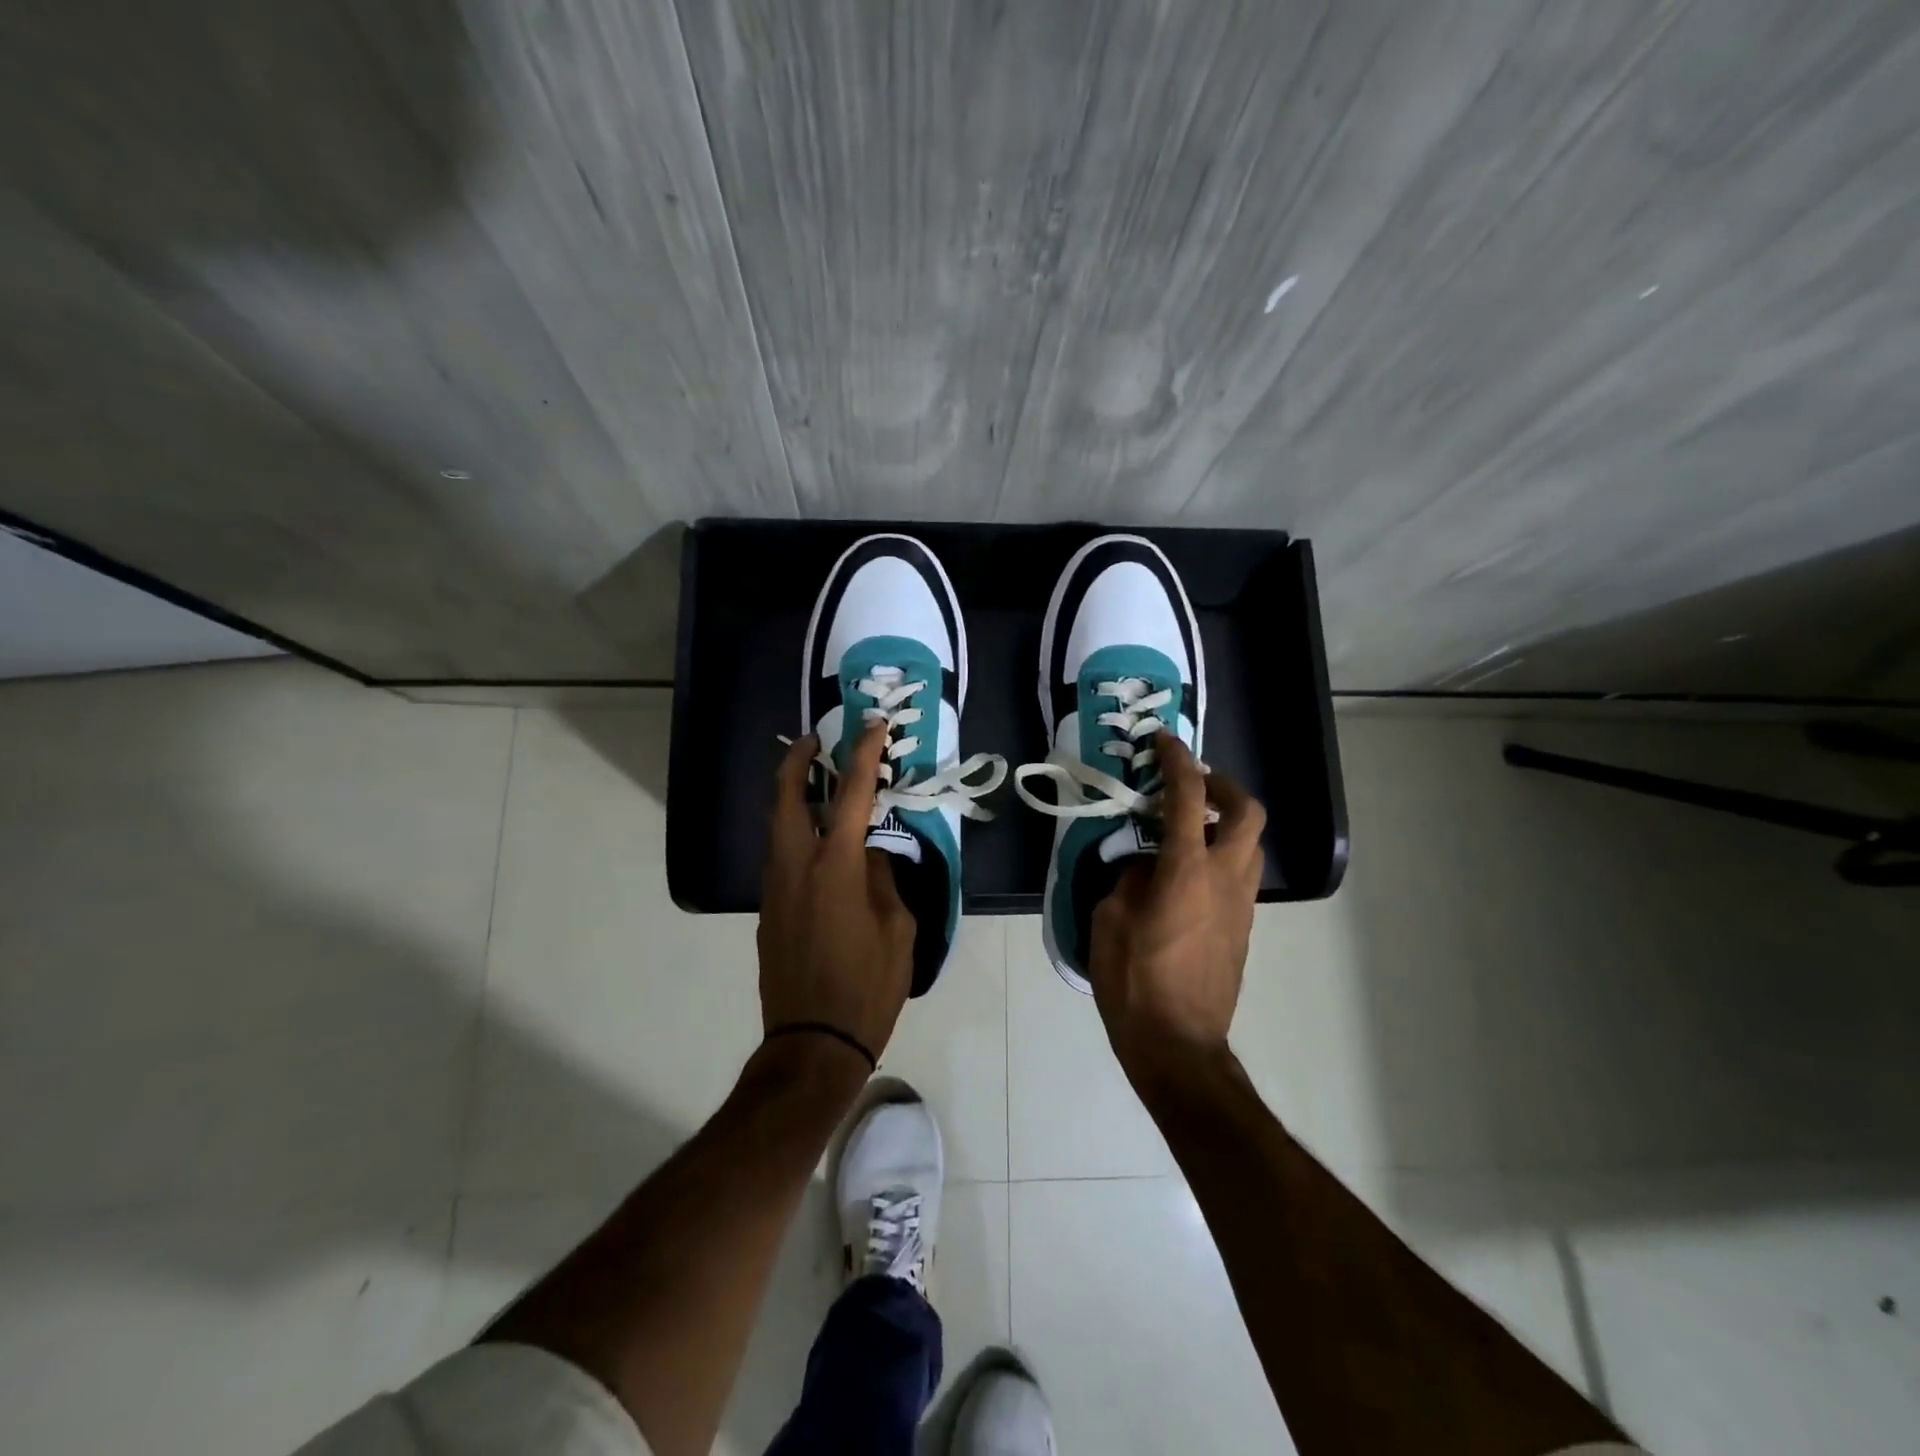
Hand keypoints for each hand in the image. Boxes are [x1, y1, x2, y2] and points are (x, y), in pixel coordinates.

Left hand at [759, 721, 914, 1062]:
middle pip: (786, 797)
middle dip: (797, 761)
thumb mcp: (897, 929)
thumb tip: (870, 854)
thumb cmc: (868, 987)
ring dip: (793, 798)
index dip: (863, 755)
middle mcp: (796, 867)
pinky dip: (796, 835)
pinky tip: (820, 846)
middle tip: (814, 741)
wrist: (813, 1043)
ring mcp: (774, 889)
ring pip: (777, 827)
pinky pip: (781, 858)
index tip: (872, 726)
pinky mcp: (768, 911)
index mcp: (835, 867)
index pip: (850, 795)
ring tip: (818, 786)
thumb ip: (882, 880)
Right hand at [1088, 732, 1265, 1080]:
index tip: (1164, 741)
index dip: (1177, 762)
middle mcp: (1225, 878)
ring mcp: (1241, 904)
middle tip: (1192, 784)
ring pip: (1250, 843)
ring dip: (1225, 821)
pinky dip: (1221, 854)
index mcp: (1187, 871)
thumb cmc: (1134, 981)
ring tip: (1188, 826)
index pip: (1187, 798)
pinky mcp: (1242, 927)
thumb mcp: (1110, 920)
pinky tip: (1187, 871)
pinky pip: (1240, 873)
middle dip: (1223, 785)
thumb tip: (1143, 865)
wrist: (1179, 1044)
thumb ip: (1129, 879)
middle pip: (1247, 812)